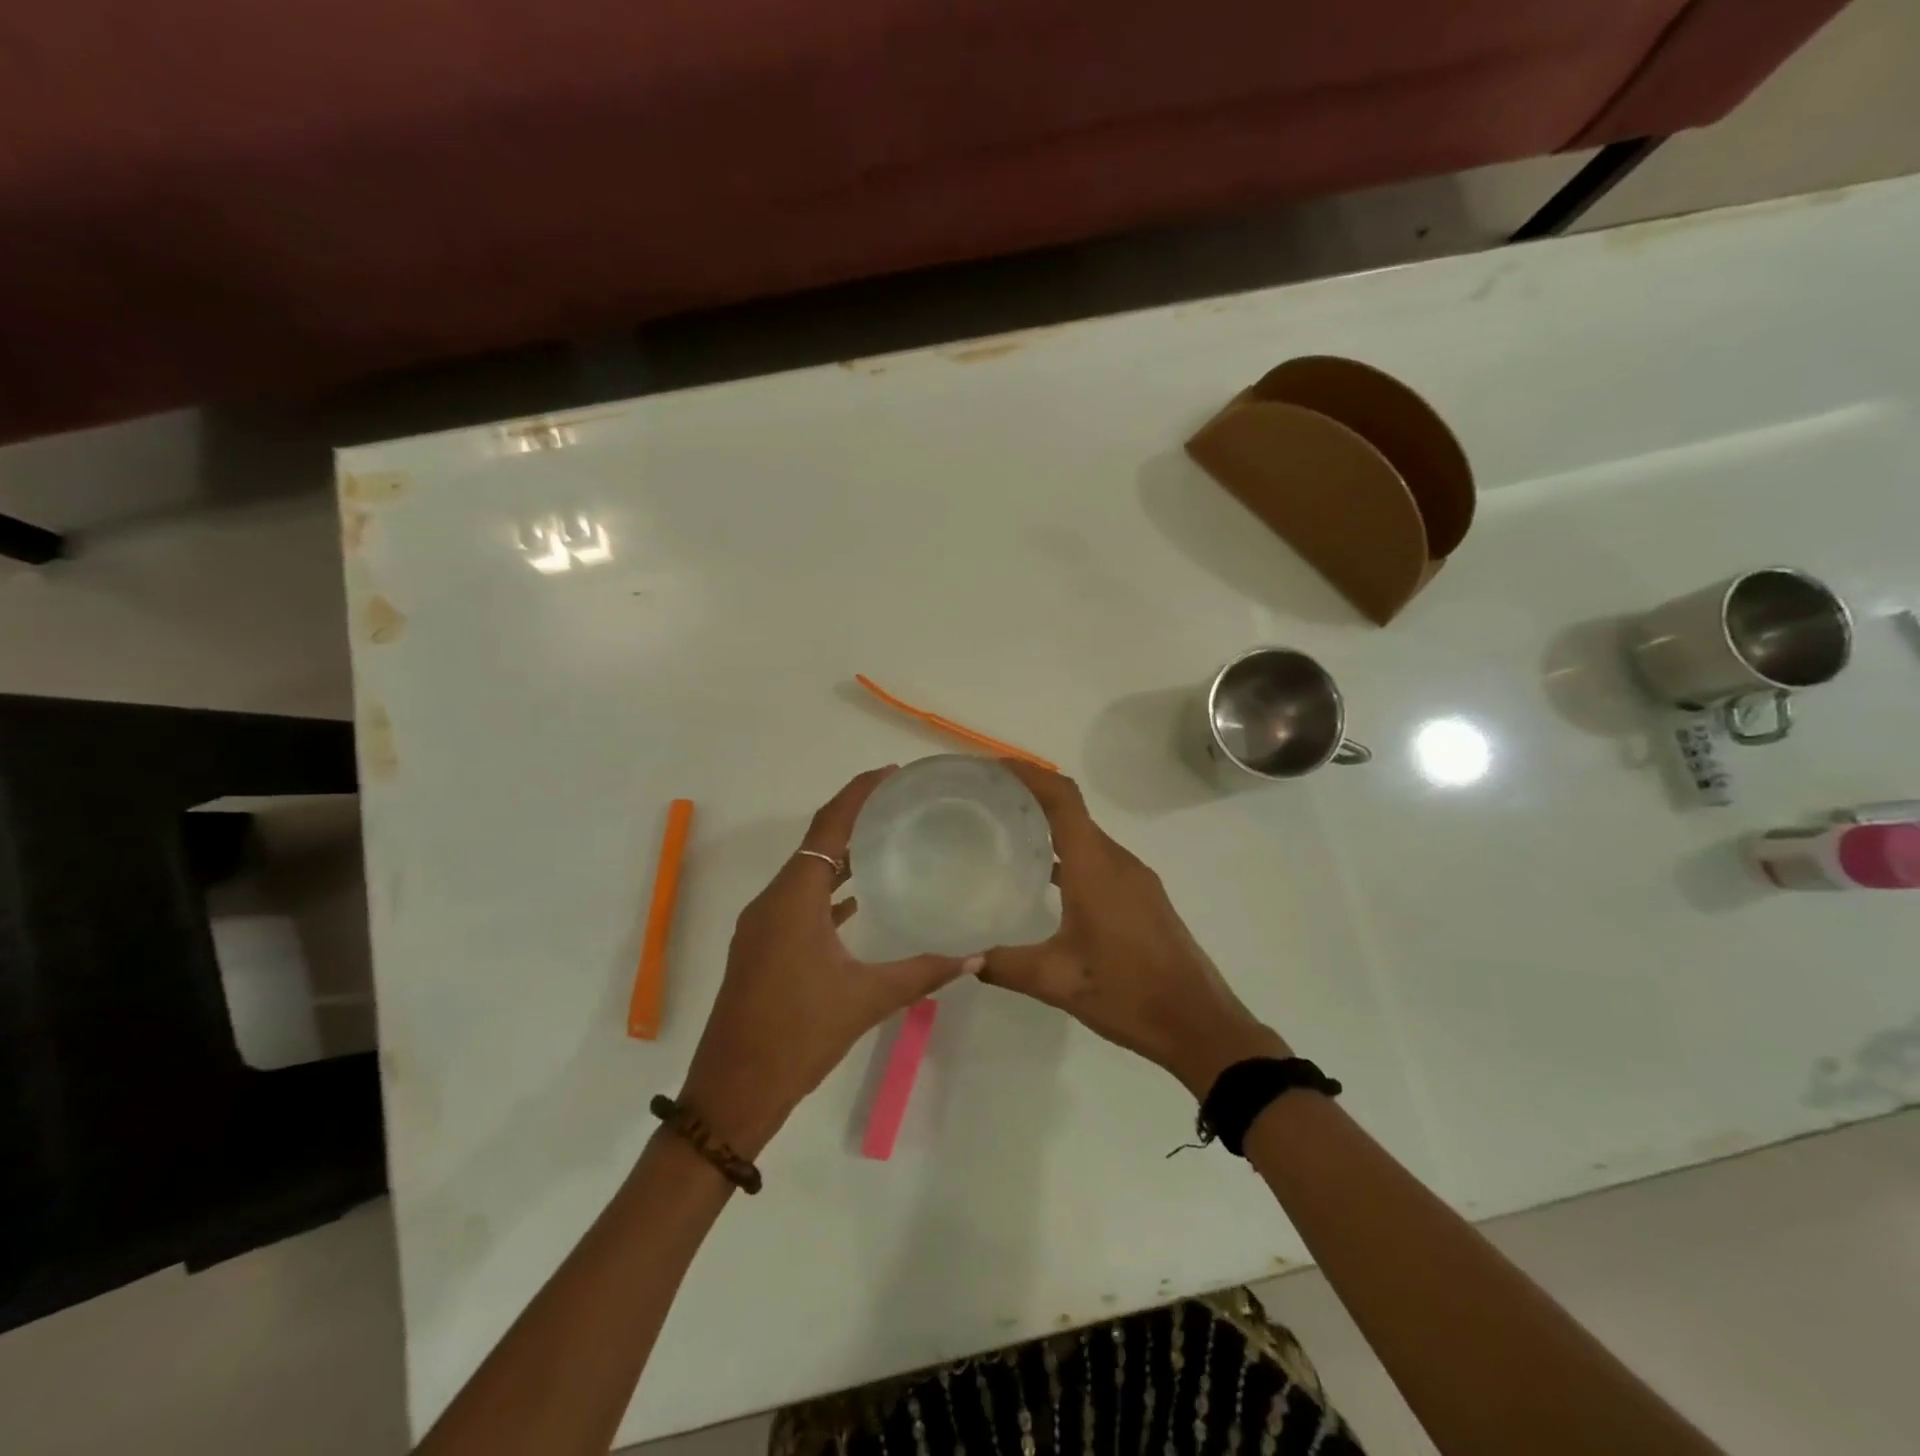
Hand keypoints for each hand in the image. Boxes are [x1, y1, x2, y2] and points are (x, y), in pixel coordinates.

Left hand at [678, 767, 978, 1155]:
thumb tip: (975, 956)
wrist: (732, 1092)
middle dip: (854, 817)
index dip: (858, 794)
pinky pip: (799, 901)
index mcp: (793, 899)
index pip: (828, 828)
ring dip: (841, 854)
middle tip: (899, 804)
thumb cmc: (797, 1036)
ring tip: (885, 841)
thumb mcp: (866, 1000)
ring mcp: (762, 925)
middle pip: (817, 842)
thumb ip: (922, 972)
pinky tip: (856, 899)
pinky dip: (828, 890)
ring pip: (806, 873)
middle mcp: (773, 901)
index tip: (890, 774)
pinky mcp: (762, 948)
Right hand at [981, 761, 1285, 1096]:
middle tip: (986, 801)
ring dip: (1050, 826)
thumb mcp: (1057, 982)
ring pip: (1086, 836)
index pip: (1062, 799)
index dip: (1029, 774)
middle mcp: (1117, 861)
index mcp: (1095, 867)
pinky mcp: (1142, 896)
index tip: (993, 767)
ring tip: (1007, 834)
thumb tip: (963, 960)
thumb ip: (1005, 966)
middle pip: (1072, 810)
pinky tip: (1044, 880)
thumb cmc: (1128, 993)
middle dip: (1031, 796)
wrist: (1199, 1024)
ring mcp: (1135, 878)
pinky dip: (1069, 853)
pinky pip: (1099, 858)